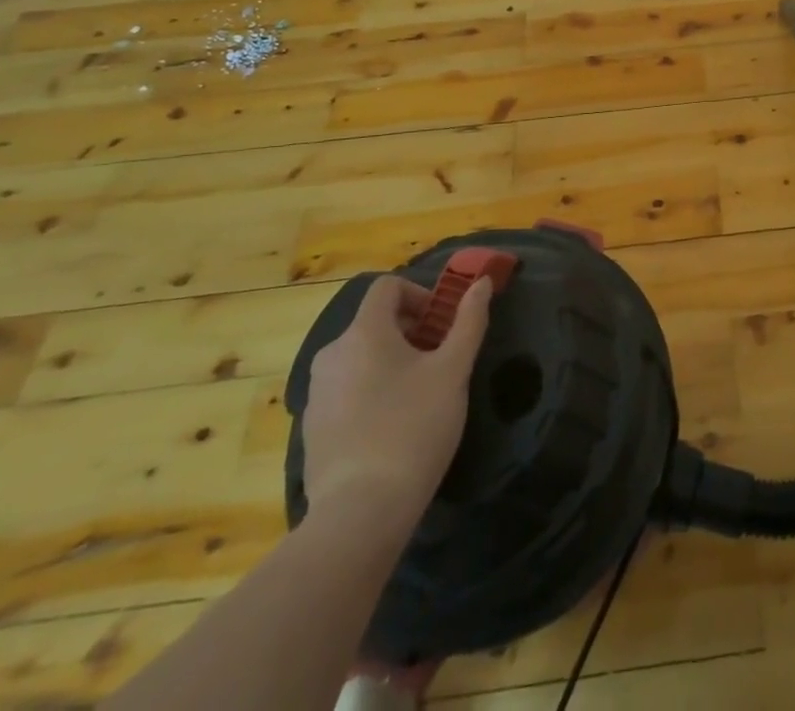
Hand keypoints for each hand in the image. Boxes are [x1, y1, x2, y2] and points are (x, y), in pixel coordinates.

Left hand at [302, 273, 491, 531]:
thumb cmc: (414, 427)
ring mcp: (316, 393)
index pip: (387, 287)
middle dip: (409, 331)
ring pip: (359, 357)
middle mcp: (332, 354)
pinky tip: (392, 426)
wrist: (360, 512)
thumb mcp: (453, 370)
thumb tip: (483, 282)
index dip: (419, 294)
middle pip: (373, 322)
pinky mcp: (311, 428)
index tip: (441, 324)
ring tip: (418, 394)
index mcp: (364, 332)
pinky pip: (345, 390)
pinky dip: (370, 391)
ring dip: (390, 361)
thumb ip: (469, 321)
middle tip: (438, 360)